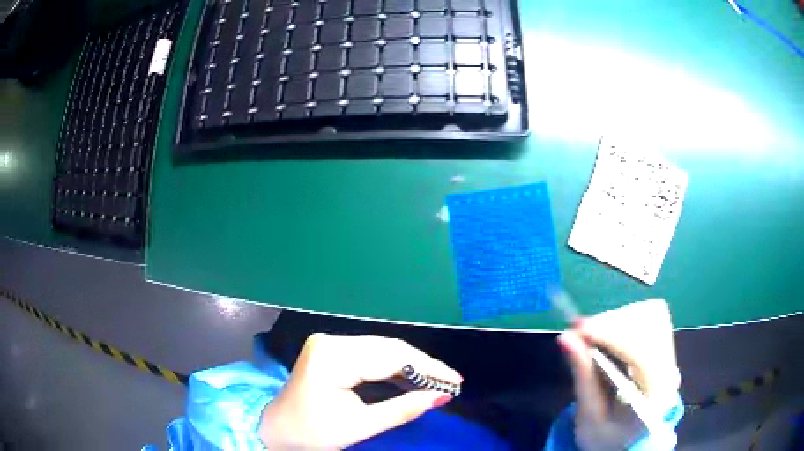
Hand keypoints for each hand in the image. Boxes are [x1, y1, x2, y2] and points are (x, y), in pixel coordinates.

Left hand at [259, 334, 462, 449]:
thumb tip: (439, 397)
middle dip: (423, 366)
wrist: (277, 429)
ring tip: (438, 381)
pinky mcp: (332, 350)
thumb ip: (402, 409)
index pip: (390, 357)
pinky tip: (412, 378)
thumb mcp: (360, 426)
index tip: (455, 381)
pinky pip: (371, 355)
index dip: (427, 369)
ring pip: (382, 349)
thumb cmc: (312, 432)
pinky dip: (393, 367)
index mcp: (332, 357)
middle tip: (451, 382)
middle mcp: (331, 341)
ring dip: (411, 366)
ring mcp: (330, 343)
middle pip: (388, 348)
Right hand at [558, 299, 680, 450]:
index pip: (641, 352)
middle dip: (612, 323)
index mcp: (655, 394)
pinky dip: (623, 319)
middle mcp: (669, 368)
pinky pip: (648, 317)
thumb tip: (565, 338)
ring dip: (617, 319)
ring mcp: (670, 353)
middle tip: (579, 330)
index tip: (578, 329)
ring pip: (650, 315)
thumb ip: (583, 378)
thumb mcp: (590, 416)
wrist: (629, 440)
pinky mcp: (664, 345)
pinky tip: (607, 333)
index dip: (611, 335)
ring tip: (591, 333)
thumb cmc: (607, 435)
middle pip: (649, 325)